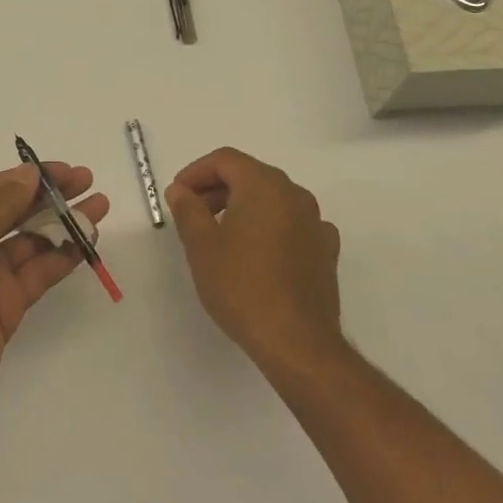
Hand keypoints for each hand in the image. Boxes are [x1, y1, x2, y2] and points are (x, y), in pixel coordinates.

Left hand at [0, 163, 108, 447]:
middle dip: (50, 196)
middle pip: (13, 211)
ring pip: (30, 241)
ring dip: (61, 224)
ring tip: (99, 209)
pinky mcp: (3, 306)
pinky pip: (36, 273)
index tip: (66, 170)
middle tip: (89, 182)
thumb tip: (29, 173)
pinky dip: (61, 258)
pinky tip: (86, 244)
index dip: (29, 176)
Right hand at [167, 148, 342, 376]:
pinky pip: (292, 224)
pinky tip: (258, 252)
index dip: (196, 172)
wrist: (297, 342)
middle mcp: (294, 194)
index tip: (177, 195)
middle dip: (217, 188)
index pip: (225, 160)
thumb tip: (180, 189)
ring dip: (243, 206)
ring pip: (272, 199)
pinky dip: (270, 227)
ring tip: (220, 235)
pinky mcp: (325, 250)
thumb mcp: (201, 245)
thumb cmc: (242, 286)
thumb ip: (187, 209)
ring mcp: (315, 222)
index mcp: (264, 185)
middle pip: (249, 175)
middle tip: (192, 214)